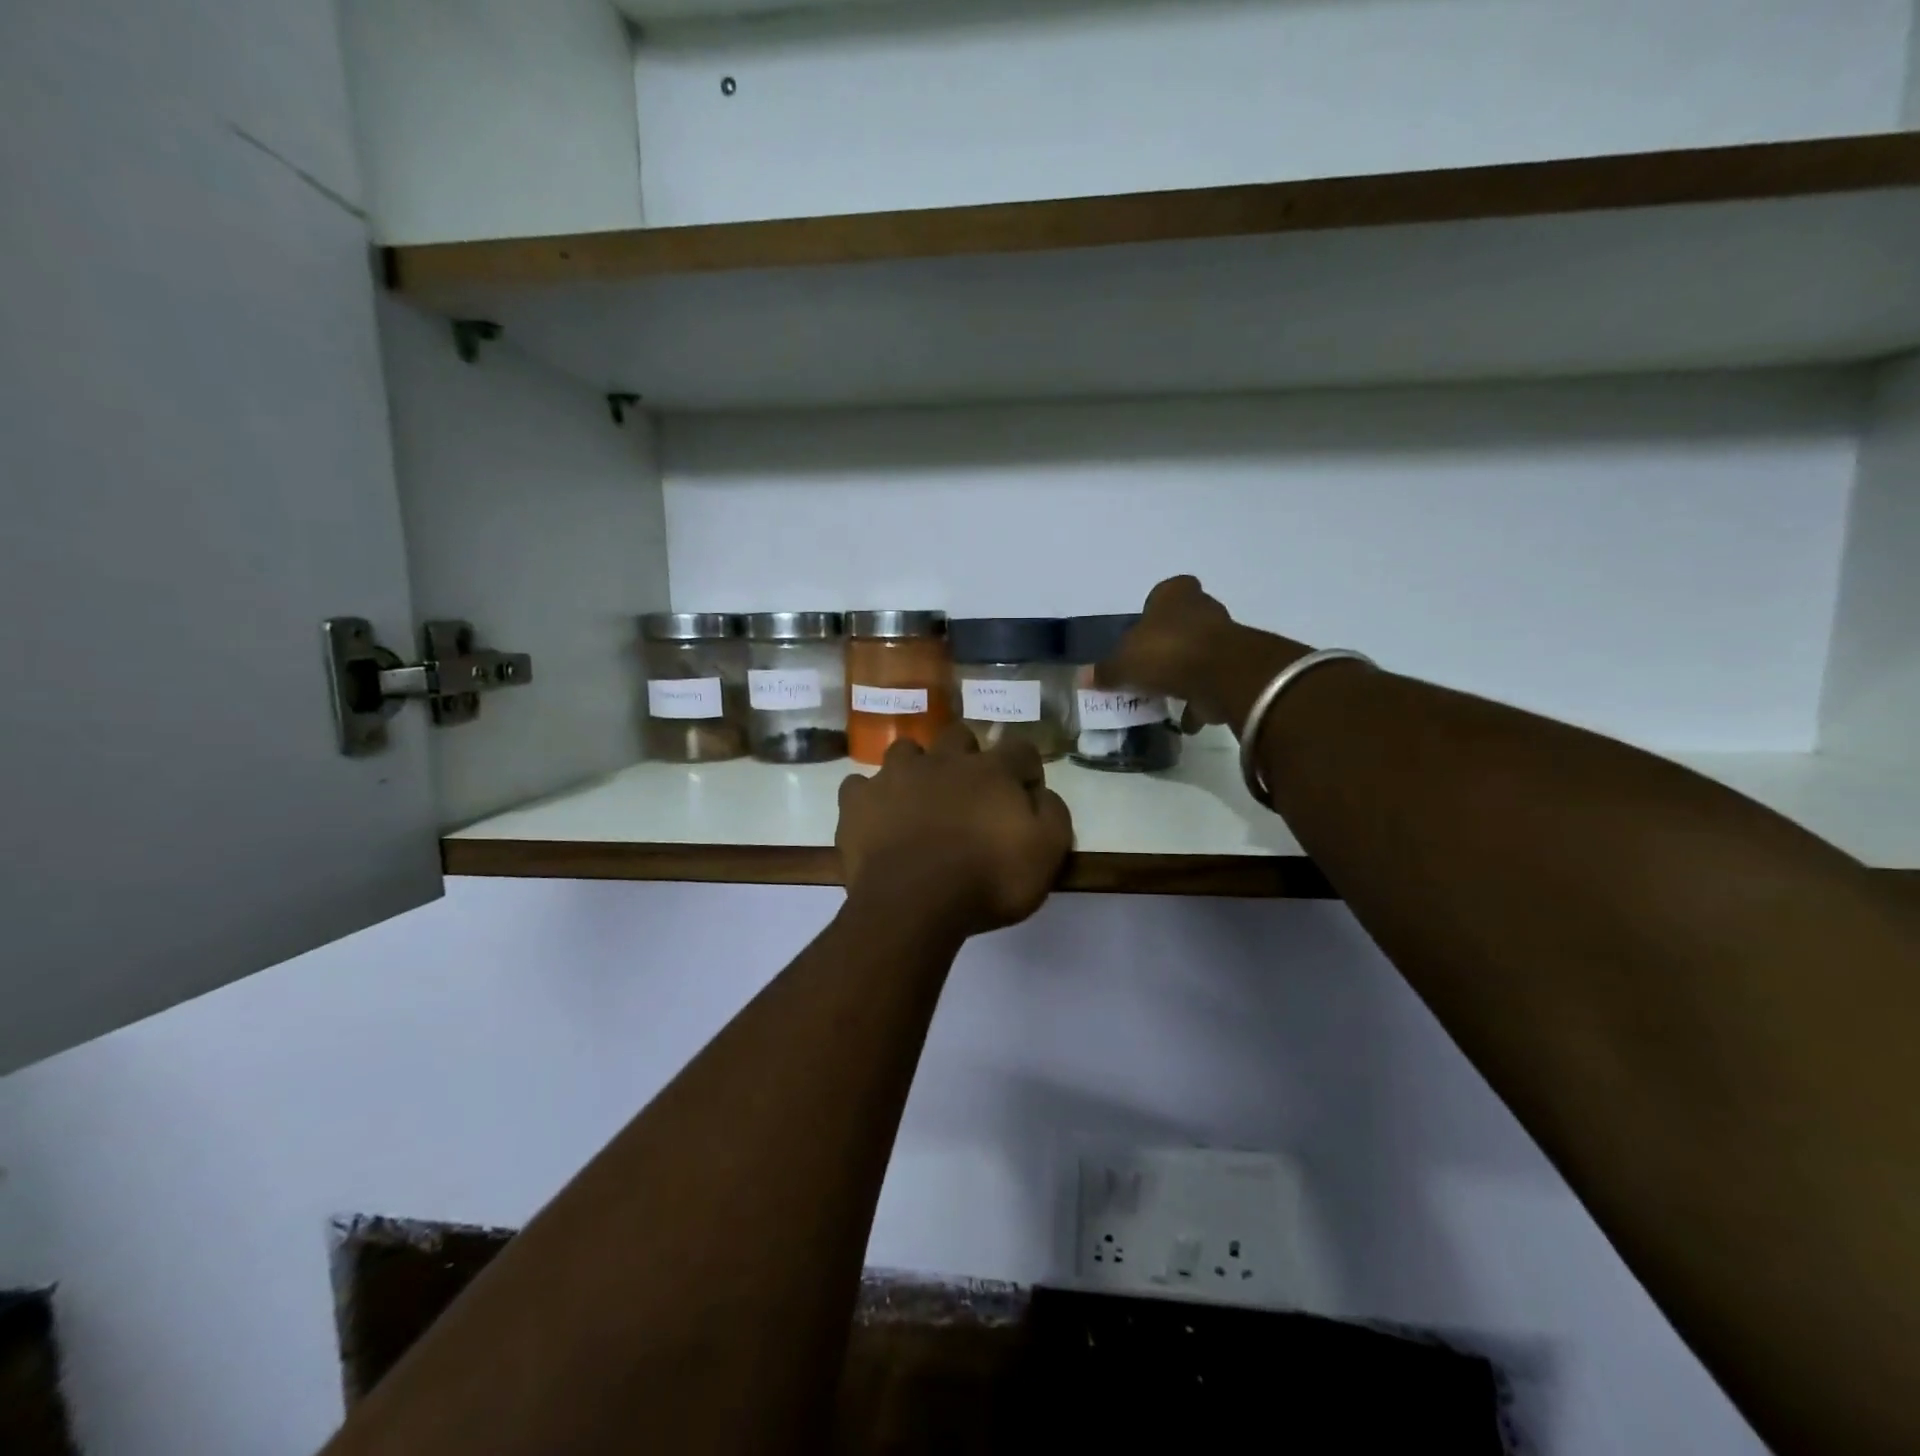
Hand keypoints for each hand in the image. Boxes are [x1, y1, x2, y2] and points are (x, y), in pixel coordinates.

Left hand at [837, 727, 1072, 937]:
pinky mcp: (858, 801)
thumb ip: (1053, 814)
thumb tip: (1042, 794)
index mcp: (991, 770)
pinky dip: (869, 798)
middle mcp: (943, 760)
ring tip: (918, 798)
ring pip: (906, 751)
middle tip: (969, 791)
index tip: (1026, 793)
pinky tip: (876, 817)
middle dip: (967, 755)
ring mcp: (895, 776)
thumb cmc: (987, 880)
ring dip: (916, 768)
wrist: (913, 904)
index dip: (1026, 769)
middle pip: (959, 736)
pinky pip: (860, 786)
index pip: (1020, 749)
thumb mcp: (1046, 854)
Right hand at [1095, 576, 1309, 731]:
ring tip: (1165, 697)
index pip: (1163, 593)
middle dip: (1168, 643)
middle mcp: (1203, 608)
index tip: (1141, 636)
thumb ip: (1105, 671)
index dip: (1152, 612)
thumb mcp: (1123, 664)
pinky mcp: (1237, 666)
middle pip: (1182, 624)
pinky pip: (1213, 682)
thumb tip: (1084, 677)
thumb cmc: (1166, 653)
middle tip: (1148, 667)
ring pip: (1199, 653)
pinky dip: (1201, 699)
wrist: (1221, 675)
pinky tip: (1186, 719)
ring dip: (1185, 672)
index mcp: (1174, 595)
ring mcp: (1225, 636)